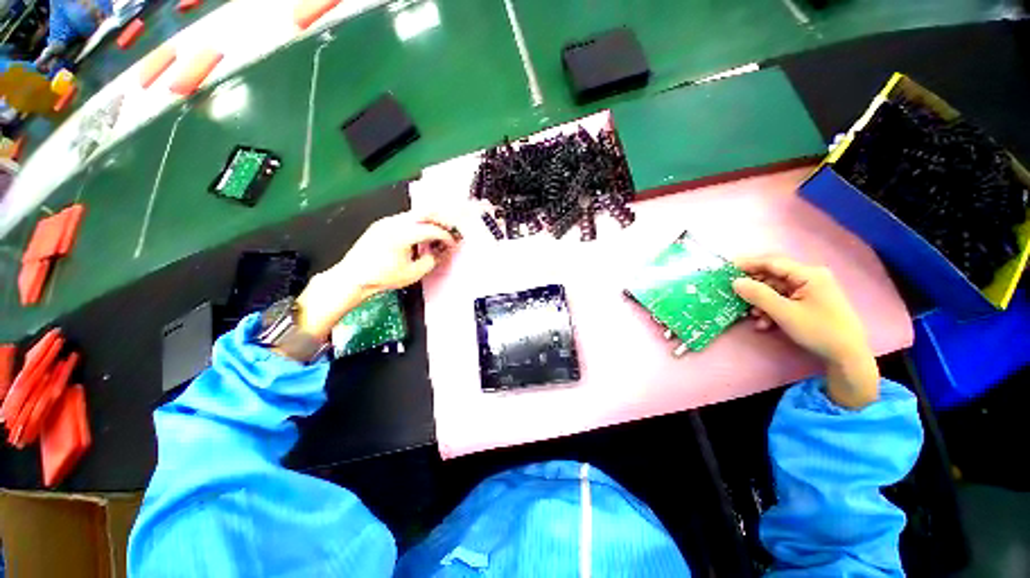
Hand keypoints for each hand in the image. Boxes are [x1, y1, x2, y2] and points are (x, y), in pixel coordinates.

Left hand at [294, 212, 459, 339]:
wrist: (352, 277)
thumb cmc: (383, 277)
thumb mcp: (413, 273)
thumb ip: (432, 260)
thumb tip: (442, 252)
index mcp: (403, 234)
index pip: (432, 229)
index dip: (446, 237)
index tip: (453, 245)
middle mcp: (395, 222)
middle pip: (425, 214)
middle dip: (440, 223)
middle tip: (449, 234)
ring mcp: (386, 221)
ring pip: (415, 215)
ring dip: (428, 223)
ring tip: (436, 237)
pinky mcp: (381, 224)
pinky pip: (405, 219)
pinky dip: (417, 225)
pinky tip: (419, 237)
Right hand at [731, 256, 879, 408]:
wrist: (847, 356)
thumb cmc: (819, 331)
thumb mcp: (784, 313)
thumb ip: (758, 295)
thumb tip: (735, 282)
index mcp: (808, 274)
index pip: (772, 262)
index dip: (748, 264)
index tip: (726, 268)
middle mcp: (810, 277)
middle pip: (773, 275)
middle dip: (754, 287)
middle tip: (734, 294)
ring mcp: (810, 290)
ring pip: (775, 289)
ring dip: (761, 301)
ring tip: (753, 316)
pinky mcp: (808, 301)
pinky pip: (783, 299)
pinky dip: (770, 309)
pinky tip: (764, 323)